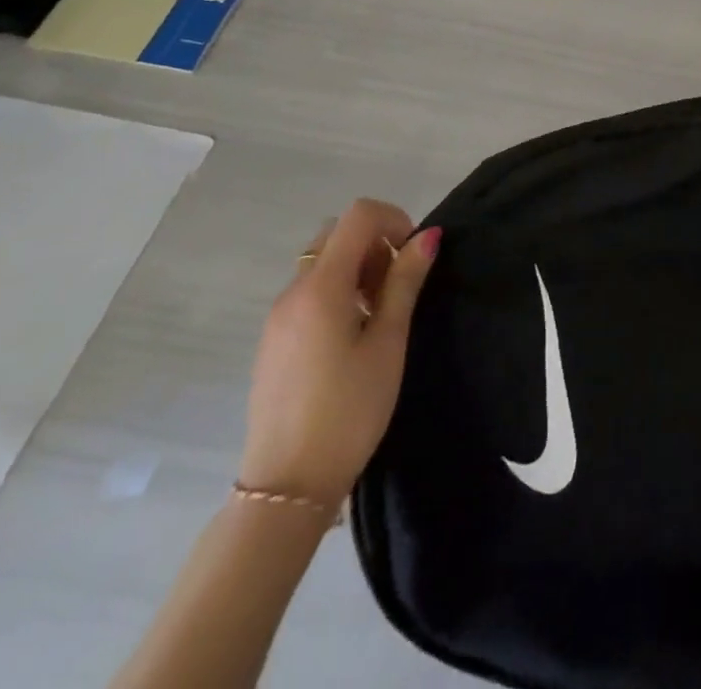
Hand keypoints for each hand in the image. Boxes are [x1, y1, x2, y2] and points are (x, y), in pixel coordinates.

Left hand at [238, 198, 440, 504]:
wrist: (287, 486)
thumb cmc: (349, 410)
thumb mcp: (388, 342)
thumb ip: (405, 282)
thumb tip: (427, 236)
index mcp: (321, 286)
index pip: (359, 215)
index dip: (394, 219)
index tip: (413, 257)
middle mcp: (292, 291)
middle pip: (338, 234)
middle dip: (376, 243)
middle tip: (398, 286)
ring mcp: (278, 316)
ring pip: (322, 262)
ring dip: (357, 268)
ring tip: (381, 315)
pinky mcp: (273, 339)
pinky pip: (309, 291)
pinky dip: (338, 291)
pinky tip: (353, 336)